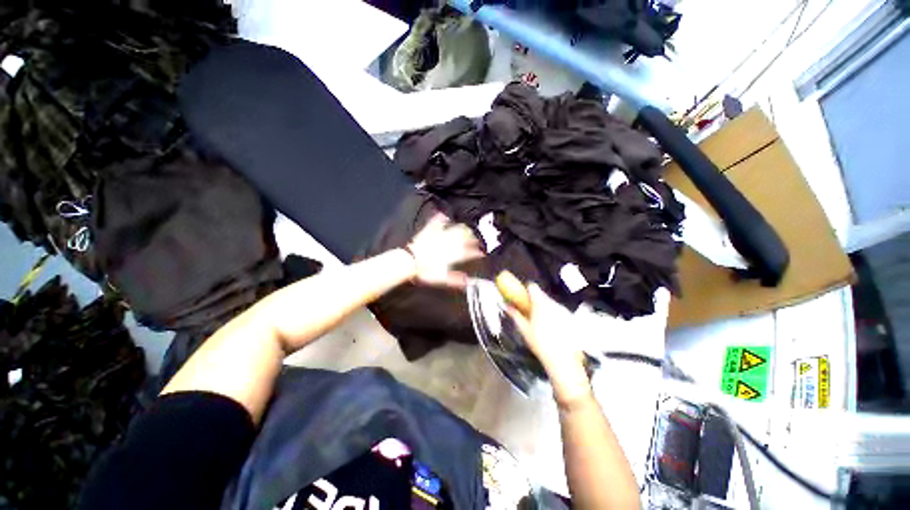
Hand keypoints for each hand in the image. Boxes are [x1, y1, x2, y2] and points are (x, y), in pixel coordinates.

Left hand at [406, 213, 483, 287]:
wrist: (410, 261)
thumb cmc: (425, 271)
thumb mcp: (442, 278)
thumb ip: (456, 279)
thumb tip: (468, 281)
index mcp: (451, 255)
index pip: (466, 253)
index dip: (475, 253)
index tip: (481, 253)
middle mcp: (447, 244)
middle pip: (462, 239)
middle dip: (470, 238)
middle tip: (476, 237)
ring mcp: (438, 237)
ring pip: (453, 230)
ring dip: (460, 229)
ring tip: (466, 227)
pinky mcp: (429, 232)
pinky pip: (435, 223)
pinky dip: (440, 219)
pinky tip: (443, 214)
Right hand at [507, 284, 592, 406]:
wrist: (563, 360)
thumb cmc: (540, 343)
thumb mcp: (524, 329)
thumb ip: (515, 314)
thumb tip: (507, 306)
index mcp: (540, 304)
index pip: (532, 287)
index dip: (526, 290)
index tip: (521, 297)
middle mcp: (553, 304)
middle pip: (542, 295)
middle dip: (534, 300)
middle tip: (528, 312)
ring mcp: (563, 310)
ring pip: (550, 303)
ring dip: (543, 308)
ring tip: (539, 322)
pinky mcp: (570, 318)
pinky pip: (558, 311)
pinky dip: (553, 315)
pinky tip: (551, 329)